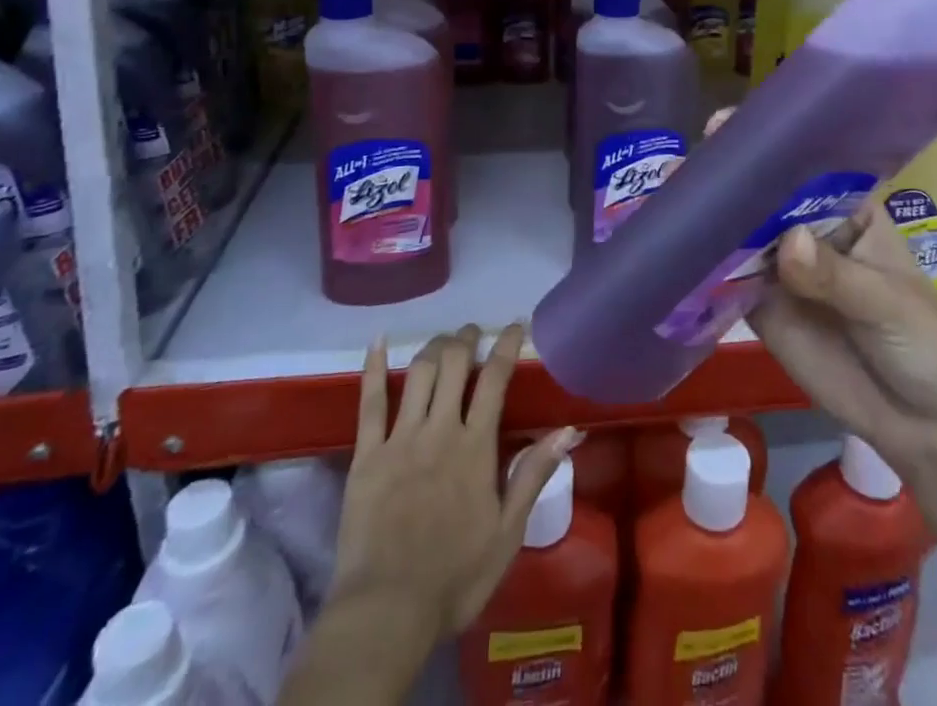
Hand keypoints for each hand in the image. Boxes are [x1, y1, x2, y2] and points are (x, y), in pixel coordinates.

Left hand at [328, 324, 576, 641]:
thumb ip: (534, 474)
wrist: (387, 612)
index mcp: (475, 447)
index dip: (507, 346)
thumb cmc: (455, 576)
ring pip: (418, 374)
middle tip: (473, 331)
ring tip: (443, 341)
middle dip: (466, 339)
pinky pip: (369, 402)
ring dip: (433, 348)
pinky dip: (372, 367)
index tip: (516, 325)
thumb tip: (570, 429)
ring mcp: (400, 439)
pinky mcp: (366, 455)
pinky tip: (377, 342)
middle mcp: (439, 430)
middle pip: (454, 365)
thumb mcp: (508, 532)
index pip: (495, 380)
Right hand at [703, 105, 936, 569]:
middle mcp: (808, 229)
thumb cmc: (923, 342)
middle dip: (727, 177)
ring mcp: (782, 269)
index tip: (729, 125)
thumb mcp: (888, 302)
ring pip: (739, 234)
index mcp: (847, 209)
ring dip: (706, 218)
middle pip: (763, 196)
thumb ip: (836, 276)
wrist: (923, 426)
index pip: (806, 166)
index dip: (769, 144)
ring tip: (666, 195)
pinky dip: (701, 268)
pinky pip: (727, 282)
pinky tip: (670, 250)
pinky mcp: (762, 308)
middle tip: (684, 164)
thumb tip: (788, 244)